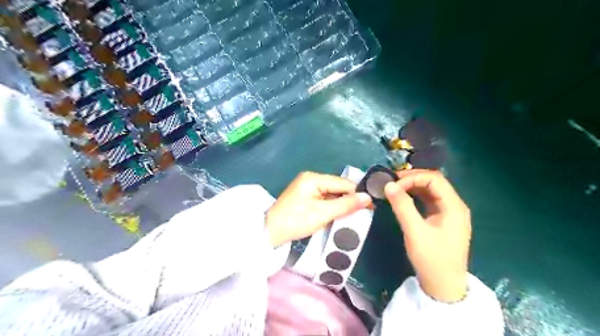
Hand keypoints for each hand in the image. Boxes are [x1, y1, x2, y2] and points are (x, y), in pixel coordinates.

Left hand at [266, 170, 373, 246]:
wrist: (270, 232)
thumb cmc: (296, 221)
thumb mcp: (323, 213)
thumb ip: (346, 205)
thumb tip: (367, 198)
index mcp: (314, 178)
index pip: (343, 183)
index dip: (357, 194)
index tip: (370, 207)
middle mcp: (311, 179)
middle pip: (337, 187)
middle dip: (349, 200)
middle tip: (362, 214)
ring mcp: (307, 187)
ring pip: (332, 194)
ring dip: (341, 205)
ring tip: (352, 217)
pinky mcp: (305, 196)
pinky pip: (324, 199)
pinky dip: (331, 207)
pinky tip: (337, 216)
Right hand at [386, 170, 470, 301]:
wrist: (443, 286)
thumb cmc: (432, 259)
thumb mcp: (415, 232)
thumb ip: (402, 206)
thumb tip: (388, 185)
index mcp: (454, 206)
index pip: (434, 179)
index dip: (413, 177)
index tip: (393, 184)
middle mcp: (454, 206)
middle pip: (434, 182)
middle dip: (412, 179)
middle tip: (391, 182)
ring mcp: (449, 213)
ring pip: (431, 191)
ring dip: (413, 186)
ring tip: (394, 188)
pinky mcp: (442, 219)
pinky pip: (429, 201)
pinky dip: (415, 196)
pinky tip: (403, 198)